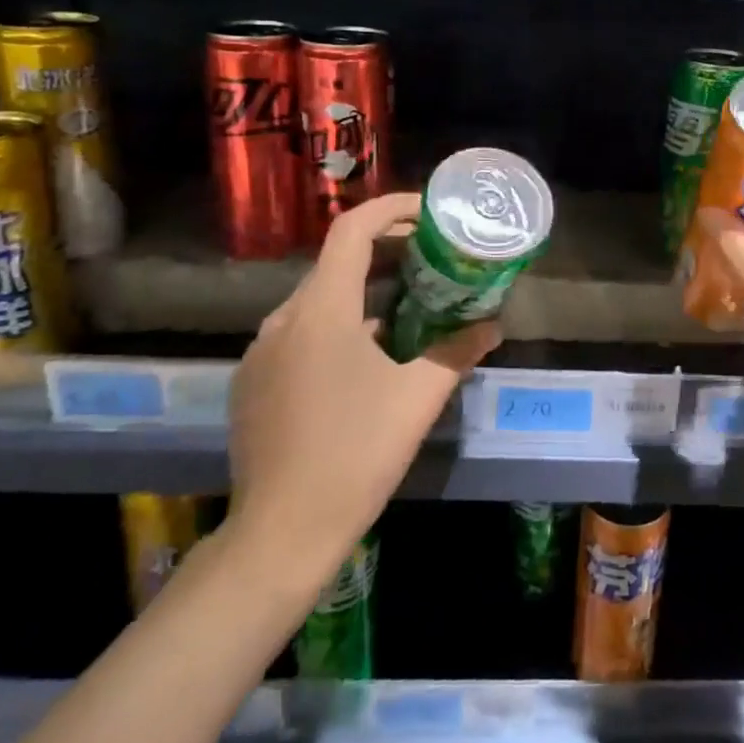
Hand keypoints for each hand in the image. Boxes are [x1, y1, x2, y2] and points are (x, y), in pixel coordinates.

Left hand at [224, 193, 498, 582]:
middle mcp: (282, 319)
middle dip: (383, 252)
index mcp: (321, 310)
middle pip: (335, 263)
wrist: (282, 532)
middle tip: (428, 259)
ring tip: (403, 311)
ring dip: (360, 294)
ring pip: (317, 302)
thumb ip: (457, 352)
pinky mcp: (252, 383)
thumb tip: (492, 325)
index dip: (390, 210)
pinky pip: (298, 335)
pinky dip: (334, 328)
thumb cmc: (357, 453)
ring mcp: (260, 352)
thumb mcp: (418, 398)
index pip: (351, 230)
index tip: (427, 212)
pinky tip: (362, 362)